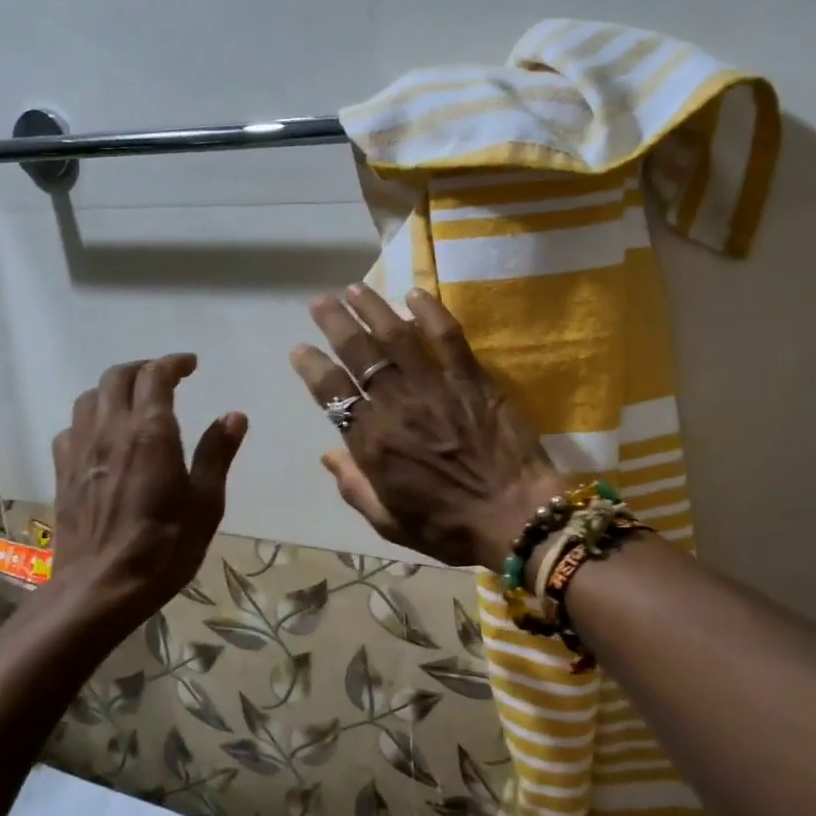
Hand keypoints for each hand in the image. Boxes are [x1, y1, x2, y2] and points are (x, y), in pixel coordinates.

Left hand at [51, 354, 246, 629]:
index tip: (191, 364)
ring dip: (113, 389)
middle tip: (165, 376)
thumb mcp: (206, 503)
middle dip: (142, 368)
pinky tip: (103, 437)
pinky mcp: (63, 473)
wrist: (99, 589)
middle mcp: (111, 431)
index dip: (173, 362)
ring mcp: (81, 451)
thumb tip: (234, 415)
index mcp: (150, 432)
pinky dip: (90, 419)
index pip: (156, 375)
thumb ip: (217, 454)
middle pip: (117, 377)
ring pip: (89, 398)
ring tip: (134, 401)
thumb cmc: (164, 547)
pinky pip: (71, 429)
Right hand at [290, 285, 562, 569]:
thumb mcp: (390, 522)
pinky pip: (448, 337)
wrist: (516, 515)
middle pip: (359, 353)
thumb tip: (329, 454)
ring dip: (373, 309)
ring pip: (396, 336)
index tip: (299, 349)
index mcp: (372, 442)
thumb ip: (354, 486)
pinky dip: (430, 312)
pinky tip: (415, 294)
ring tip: (355, 289)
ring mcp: (436, 386)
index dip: (312, 367)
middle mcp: (397, 405)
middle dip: (335, 323)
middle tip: (321, 302)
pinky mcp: (472, 378)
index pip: (332, 393)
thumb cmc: (449, 526)